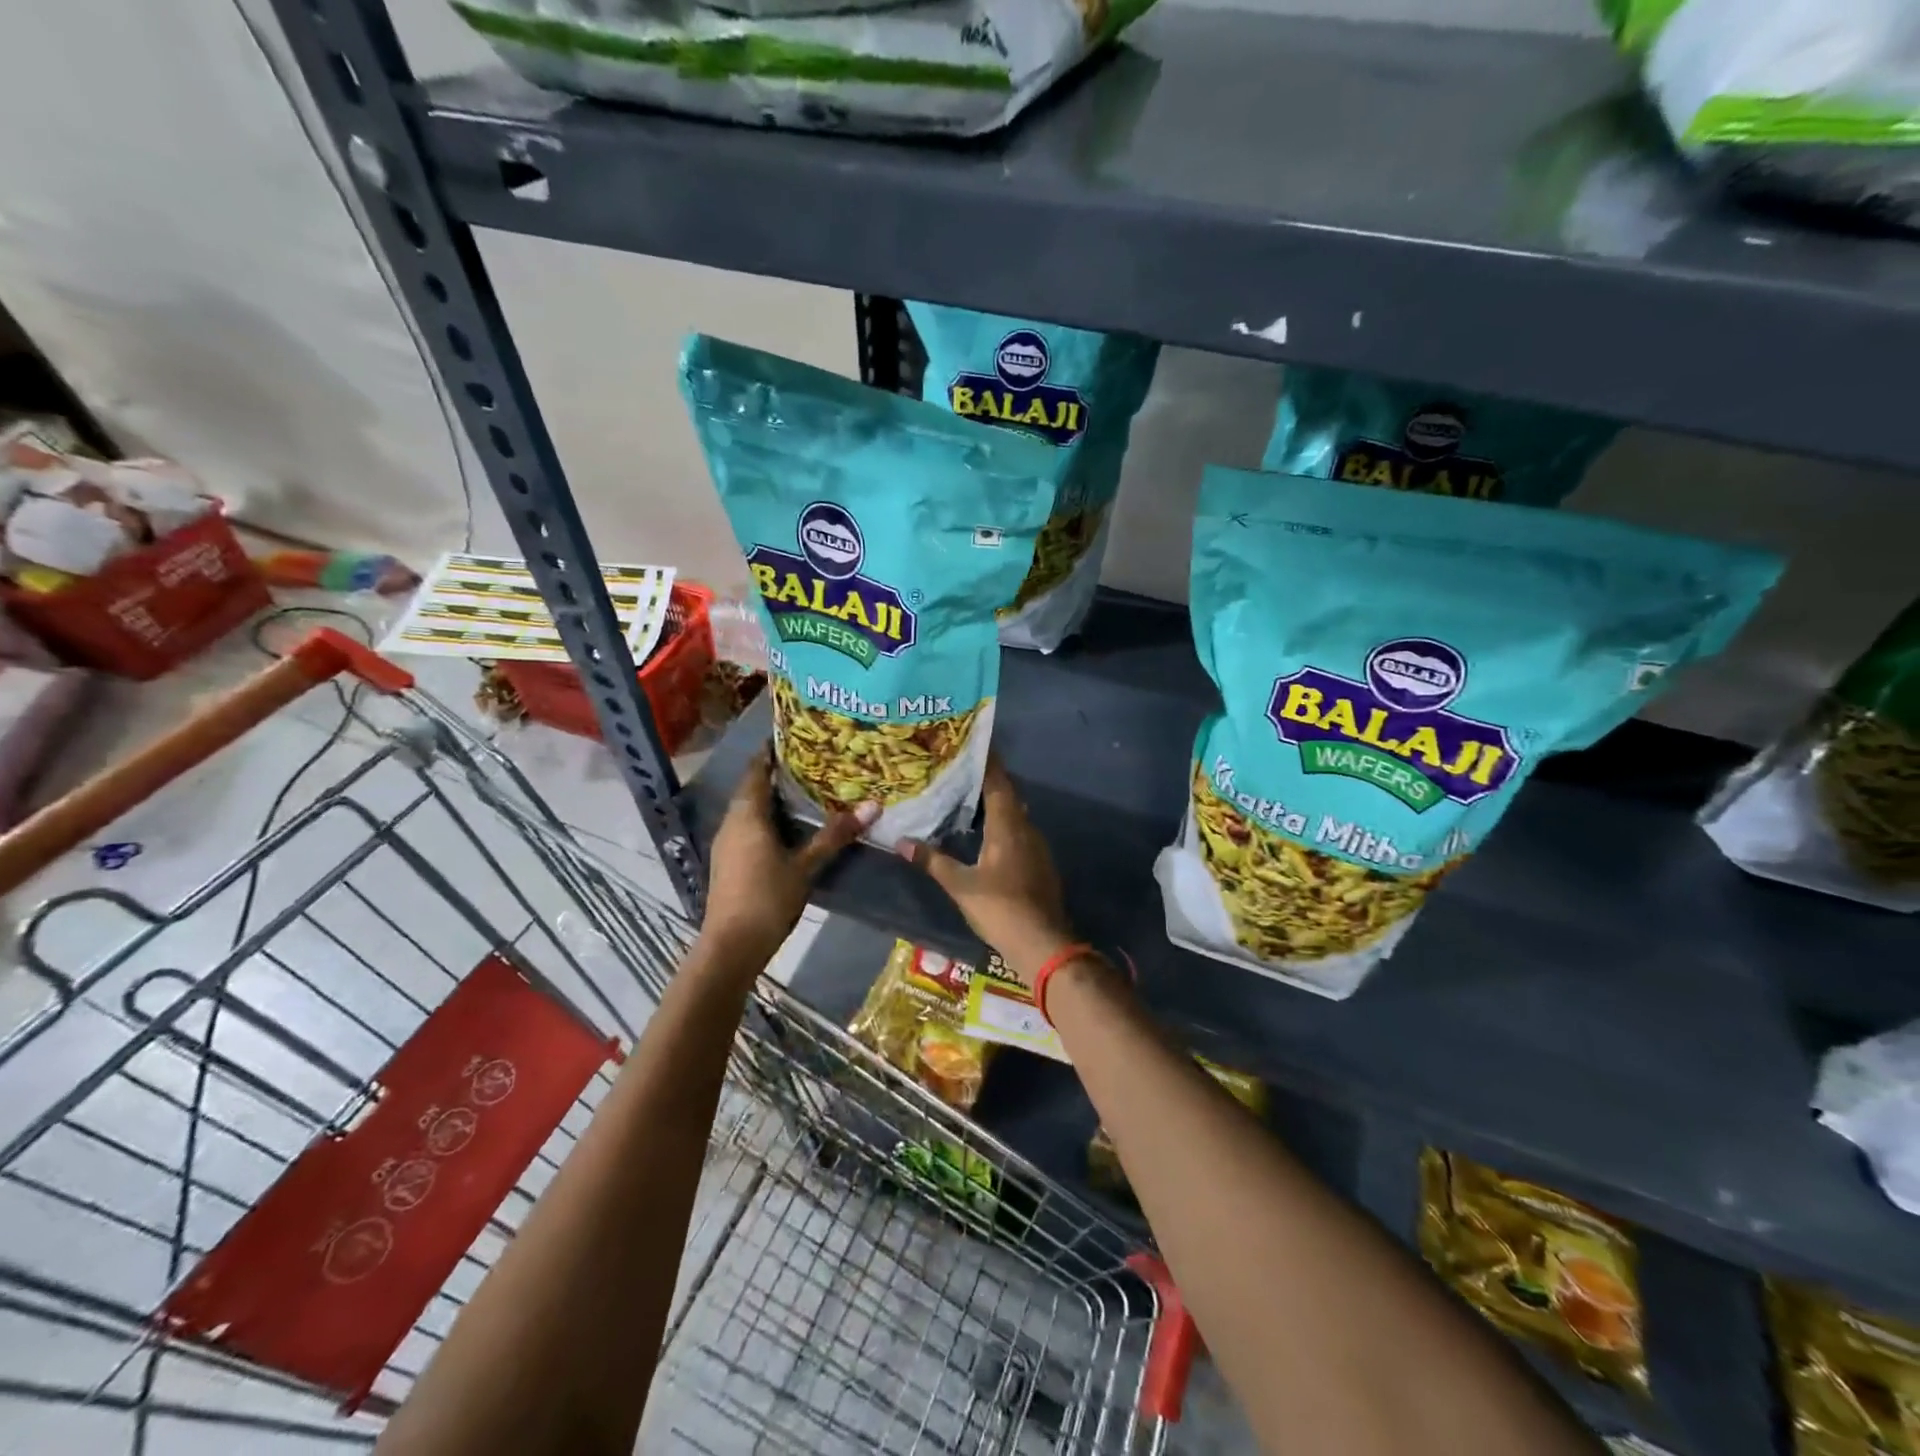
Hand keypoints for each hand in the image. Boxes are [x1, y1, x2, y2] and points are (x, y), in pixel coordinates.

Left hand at [705, 749, 874, 960]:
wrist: (731, 947)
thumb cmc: (767, 898)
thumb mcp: (805, 866)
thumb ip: (835, 835)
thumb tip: (872, 806)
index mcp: (747, 815)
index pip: (755, 771)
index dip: (769, 753)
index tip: (793, 738)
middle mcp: (731, 823)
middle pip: (751, 789)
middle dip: (775, 775)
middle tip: (809, 764)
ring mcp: (725, 845)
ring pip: (748, 811)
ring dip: (770, 800)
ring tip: (802, 792)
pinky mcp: (727, 864)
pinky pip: (746, 829)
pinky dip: (765, 821)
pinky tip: (786, 830)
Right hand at [897, 757, 1075, 984]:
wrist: (1043, 943)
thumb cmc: (1000, 907)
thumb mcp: (960, 885)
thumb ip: (932, 861)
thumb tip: (901, 841)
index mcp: (1008, 826)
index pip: (998, 782)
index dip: (987, 762)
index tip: (973, 743)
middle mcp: (1026, 829)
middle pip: (1008, 795)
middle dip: (988, 780)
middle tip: (961, 770)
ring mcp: (1037, 847)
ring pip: (1015, 814)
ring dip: (996, 803)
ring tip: (968, 797)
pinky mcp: (1040, 864)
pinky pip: (1019, 832)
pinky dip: (1003, 824)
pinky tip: (986, 834)